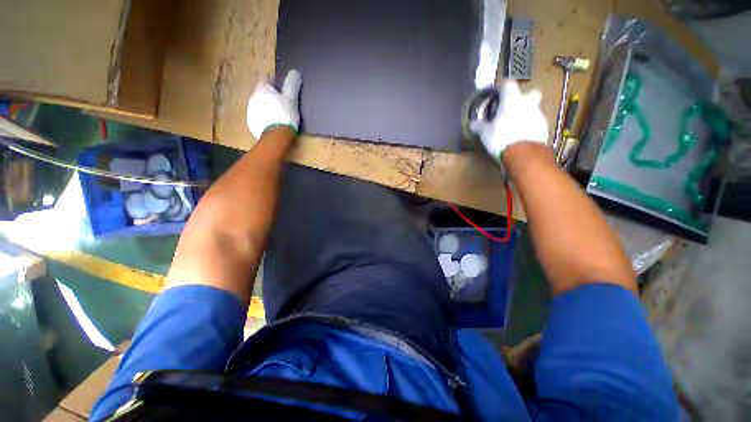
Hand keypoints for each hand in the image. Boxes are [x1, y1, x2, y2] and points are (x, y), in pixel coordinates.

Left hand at [247, 70, 301, 139]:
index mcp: (262, 89)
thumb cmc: (285, 115)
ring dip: (266, 108)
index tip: (281, 89)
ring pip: (259, 106)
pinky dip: (264, 119)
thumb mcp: (291, 99)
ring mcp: (251, 111)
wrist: (276, 136)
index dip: (274, 83)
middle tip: (281, 104)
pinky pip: (258, 118)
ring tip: (278, 116)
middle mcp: (253, 97)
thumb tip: (295, 72)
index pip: (266, 80)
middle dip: (269, 96)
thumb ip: (292, 85)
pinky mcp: (251, 124)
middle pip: (261, 93)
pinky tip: (273, 125)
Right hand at [470, 81, 548, 161]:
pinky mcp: (543, 128)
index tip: (497, 95)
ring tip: (514, 128)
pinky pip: (536, 123)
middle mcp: (527, 103)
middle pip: (531, 93)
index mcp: (511, 100)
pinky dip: (529, 127)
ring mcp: (538, 115)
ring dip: (525, 115)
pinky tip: (521, 137)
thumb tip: (472, 123)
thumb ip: (479, 126)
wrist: (523, 153)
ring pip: (533, 110)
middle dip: (524, 98)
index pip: (508, 85)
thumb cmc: (501, 138)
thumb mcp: (485, 133)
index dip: (502, 88)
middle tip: (513, 109)